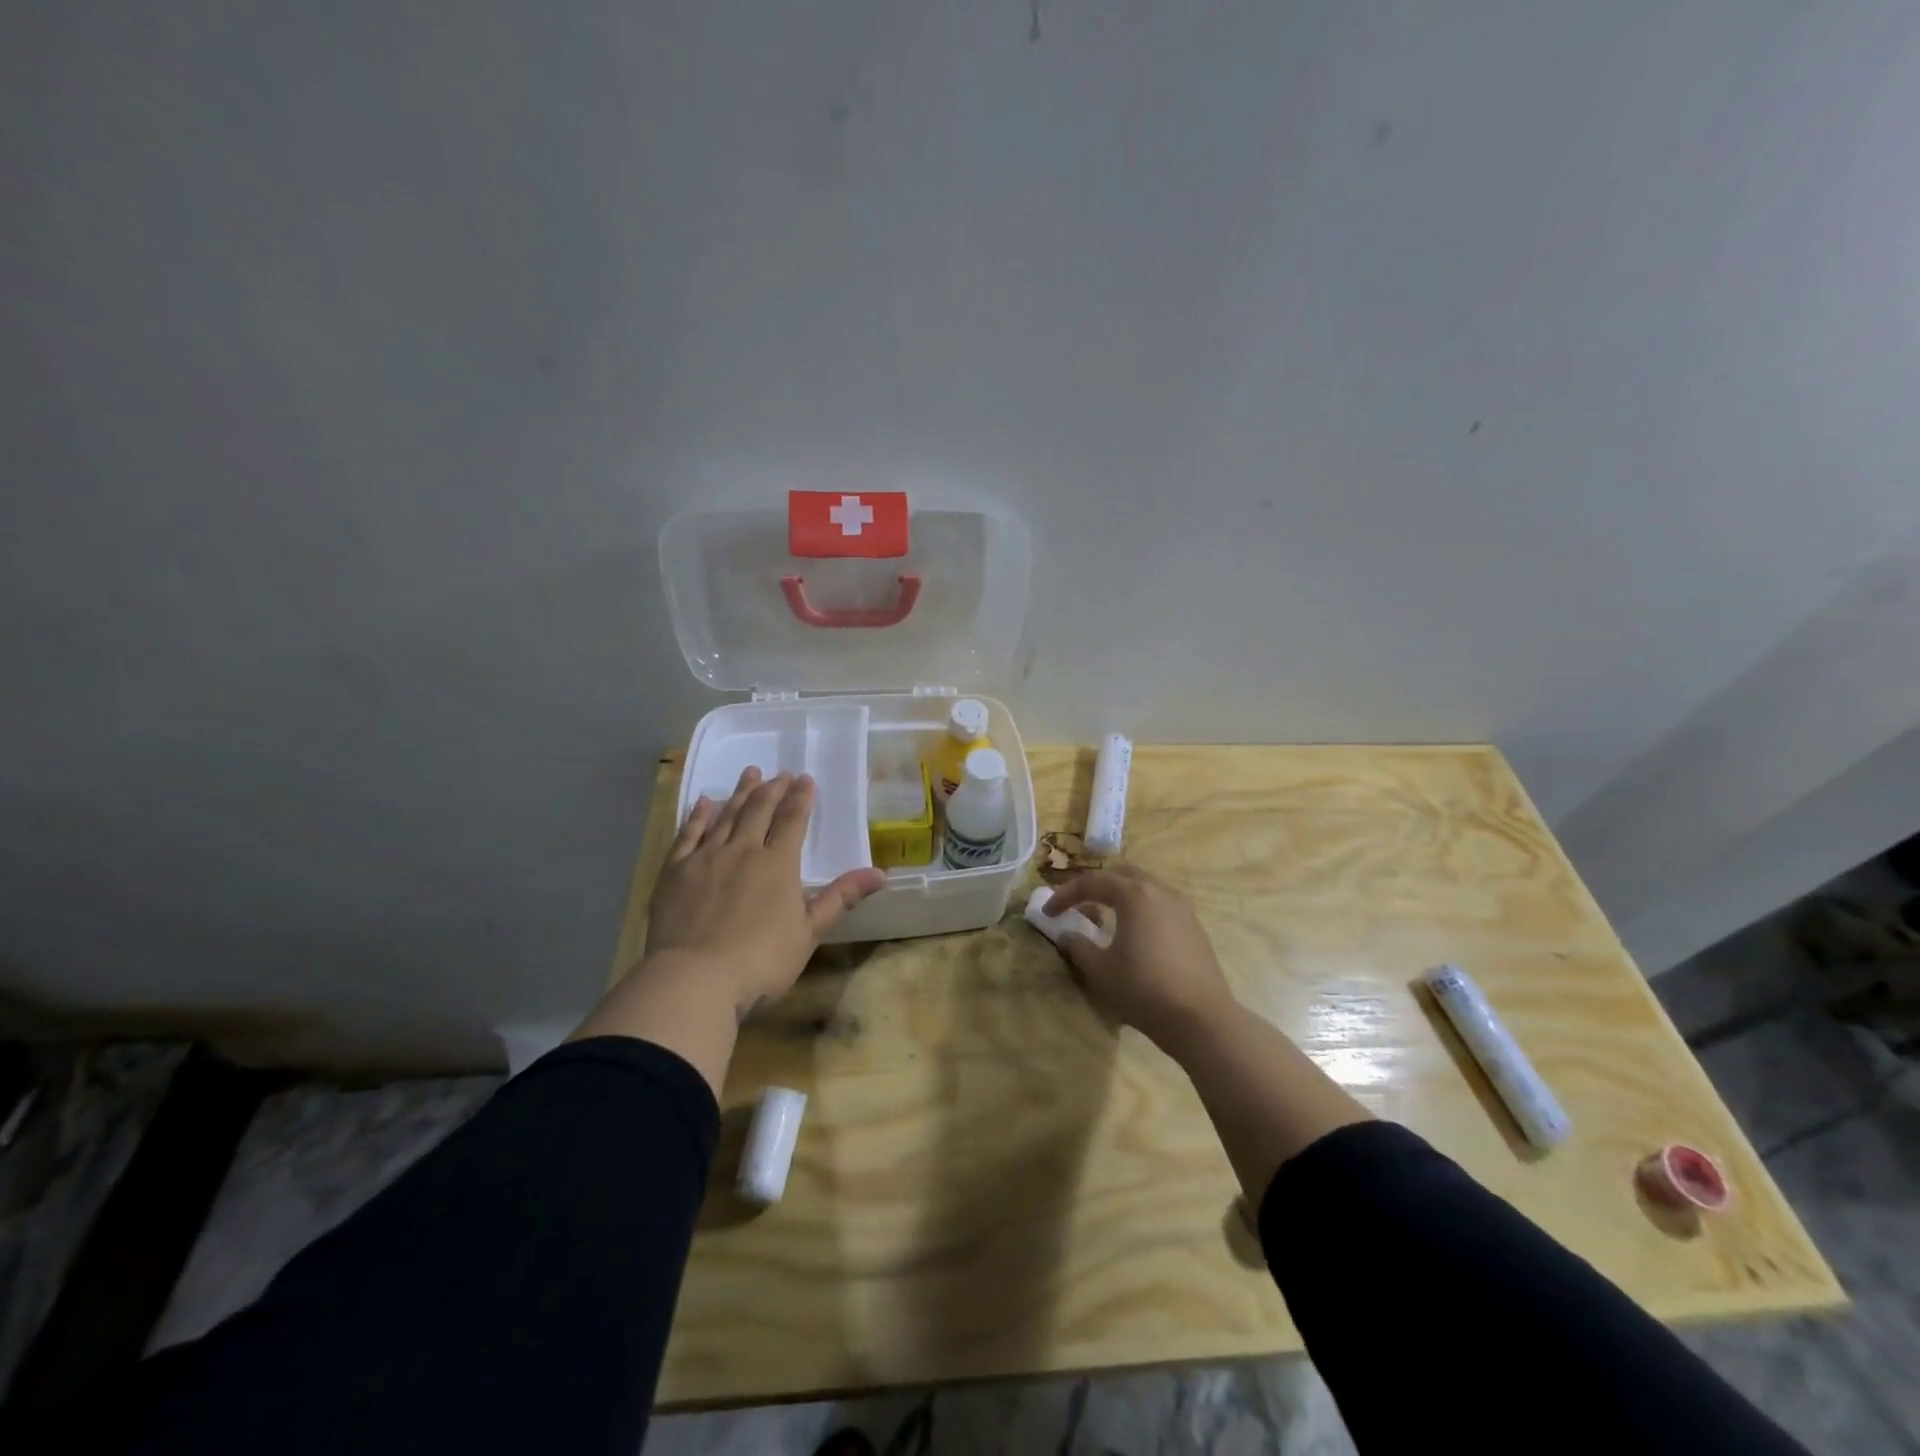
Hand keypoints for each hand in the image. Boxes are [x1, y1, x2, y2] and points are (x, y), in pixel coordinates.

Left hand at [647, 767, 885, 1017]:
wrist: (694, 979)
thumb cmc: (761, 961)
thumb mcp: (809, 933)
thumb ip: (841, 898)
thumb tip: (881, 873)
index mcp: (778, 864)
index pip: (793, 821)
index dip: (801, 798)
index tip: (805, 778)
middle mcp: (743, 850)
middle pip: (759, 811)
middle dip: (772, 790)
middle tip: (780, 773)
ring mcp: (706, 858)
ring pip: (726, 816)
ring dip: (740, 793)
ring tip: (750, 773)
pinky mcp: (675, 871)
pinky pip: (688, 834)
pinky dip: (699, 816)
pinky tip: (705, 803)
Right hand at [1045, 865, 1235, 1045]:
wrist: (1201, 1019)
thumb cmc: (1144, 989)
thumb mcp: (1101, 971)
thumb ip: (1079, 947)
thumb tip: (1068, 934)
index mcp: (1134, 895)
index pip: (1092, 883)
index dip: (1065, 895)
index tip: (1048, 912)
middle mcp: (1159, 892)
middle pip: (1122, 875)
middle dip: (1096, 886)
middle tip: (1078, 904)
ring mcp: (1182, 908)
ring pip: (1145, 887)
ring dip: (1121, 895)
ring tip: (1105, 916)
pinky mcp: (1194, 926)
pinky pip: (1161, 904)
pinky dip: (1141, 908)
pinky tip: (1135, 932)